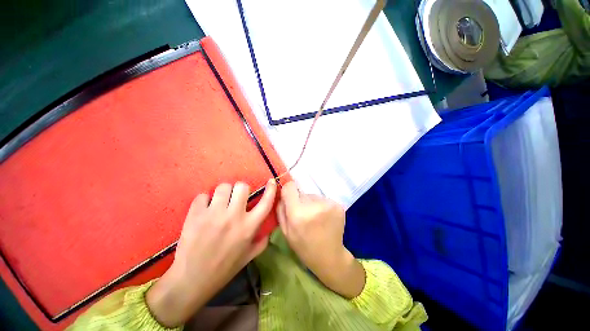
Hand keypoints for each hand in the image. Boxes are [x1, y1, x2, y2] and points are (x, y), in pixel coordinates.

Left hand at [146, 180, 276, 327]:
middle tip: (236, 198)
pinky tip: (204, 209)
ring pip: (223, 187)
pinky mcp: (196, 215)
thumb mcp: (248, 257)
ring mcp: (214, 214)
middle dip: (240, 190)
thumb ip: (262, 242)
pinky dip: (205, 200)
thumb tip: (270, 231)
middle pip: (242, 187)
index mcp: (249, 227)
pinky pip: (203, 195)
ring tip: (220, 202)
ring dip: (223, 193)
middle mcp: (234, 217)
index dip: (270, 189)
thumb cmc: (223, 269)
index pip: (265, 202)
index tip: (271, 181)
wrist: (191, 280)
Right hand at [277, 181, 364, 298]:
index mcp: (298, 213)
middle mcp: (314, 206)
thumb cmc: (304, 246)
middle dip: (301, 201)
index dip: (288, 190)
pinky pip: (324, 200)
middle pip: (303, 193)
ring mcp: (328, 205)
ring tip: (316, 219)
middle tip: (305, 216)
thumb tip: (281, 191)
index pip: (290, 187)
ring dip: (312, 204)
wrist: (330, 257)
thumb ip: (281, 210)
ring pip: (314, 197)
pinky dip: (322, 207)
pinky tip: (325, 219)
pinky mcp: (338, 206)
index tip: (289, 197)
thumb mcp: (285, 231)